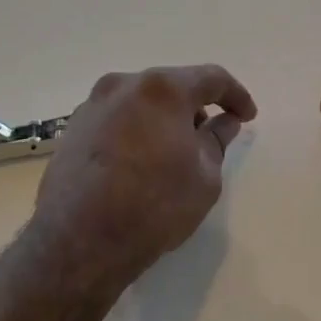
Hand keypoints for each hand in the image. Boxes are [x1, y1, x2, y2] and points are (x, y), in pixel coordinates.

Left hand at [34, 64, 256, 280]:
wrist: (79, 242)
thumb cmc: (154, 206)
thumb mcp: (205, 177)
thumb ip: (217, 140)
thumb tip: (223, 122)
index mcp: (163, 90)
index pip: (211, 78)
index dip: (236, 95)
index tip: (247, 117)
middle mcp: (124, 85)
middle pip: (172, 86)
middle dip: (197, 106)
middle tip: (212, 135)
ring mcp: (93, 105)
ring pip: (142, 101)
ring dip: (164, 118)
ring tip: (176, 151)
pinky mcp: (73, 129)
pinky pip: (118, 118)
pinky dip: (138, 129)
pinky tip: (143, 161)